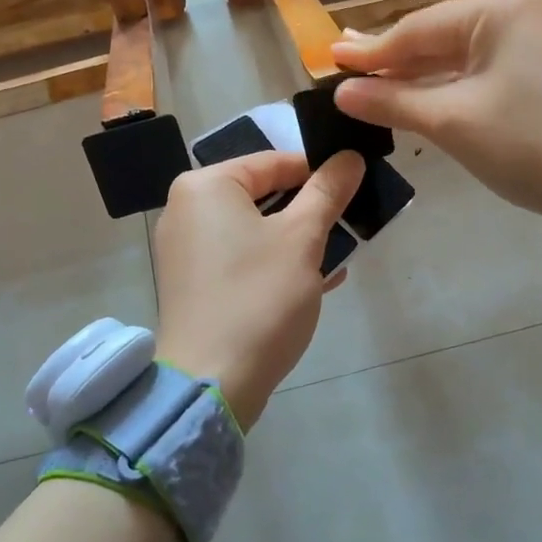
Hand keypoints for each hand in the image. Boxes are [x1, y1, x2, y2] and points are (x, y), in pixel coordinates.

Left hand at [154, 149, 364, 427]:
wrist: (212, 383)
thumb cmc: (259, 297)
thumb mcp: (302, 238)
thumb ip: (327, 192)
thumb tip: (350, 157)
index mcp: (206, 186)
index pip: (273, 162)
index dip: (319, 171)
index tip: (356, 185)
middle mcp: (186, 209)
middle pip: (262, 194)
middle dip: (309, 209)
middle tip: (350, 220)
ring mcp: (186, 250)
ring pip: (255, 228)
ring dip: (298, 238)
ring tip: (341, 252)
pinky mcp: (193, 284)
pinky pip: (242, 257)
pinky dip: (275, 261)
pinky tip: (317, 279)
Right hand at [331, 0, 541, 236]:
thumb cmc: (530, 145)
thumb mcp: (451, 123)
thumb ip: (392, 101)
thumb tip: (341, 92)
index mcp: (497, 6)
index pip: (416, 31)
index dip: (370, 53)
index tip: (328, 59)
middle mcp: (520, 5)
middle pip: (439, 36)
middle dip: (395, 60)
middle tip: (345, 66)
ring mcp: (541, 31)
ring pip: (463, 52)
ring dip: (422, 73)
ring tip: (375, 80)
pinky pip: (488, 65)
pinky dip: (455, 82)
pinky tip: (426, 91)